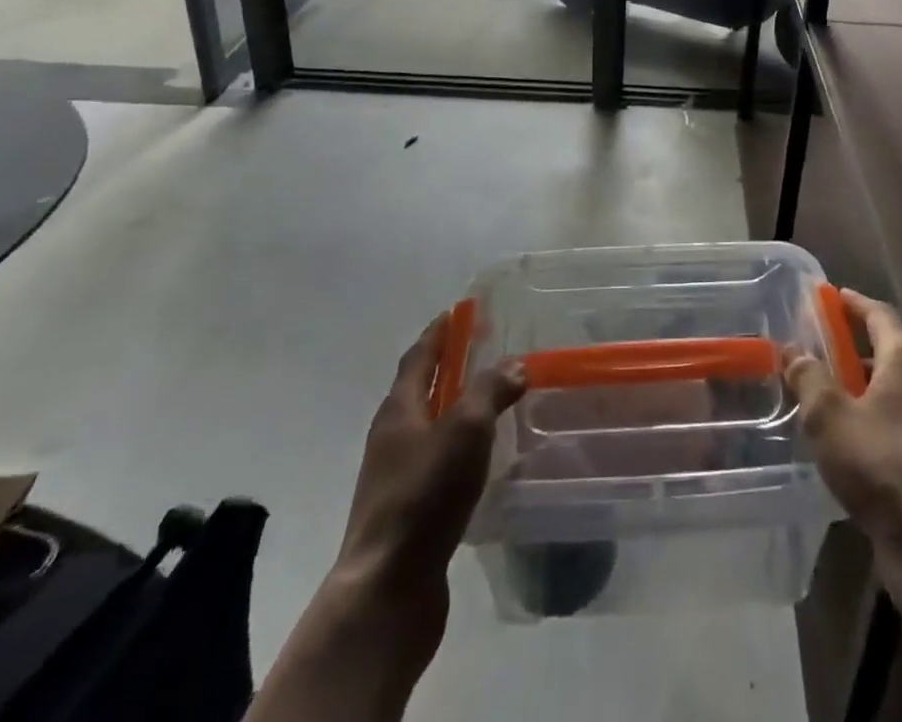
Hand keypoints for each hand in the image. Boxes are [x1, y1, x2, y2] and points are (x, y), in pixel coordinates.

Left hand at [322, 316, 524, 682]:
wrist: (387, 589)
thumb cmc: (424, 496)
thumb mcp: (465, 430)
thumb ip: (490, 391)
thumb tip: (514, 364)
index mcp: (399, 409)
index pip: (419, 356)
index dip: (439, 332)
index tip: (459, 311)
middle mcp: (392, 436)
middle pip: (420, 388)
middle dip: (449, 365)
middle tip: (483, 348)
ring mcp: (396, 475)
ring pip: (428, 425)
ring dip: (454, 405)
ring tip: (490, 398)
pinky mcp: (408, 509)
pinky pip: (436, 459)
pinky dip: (457, 444)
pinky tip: (481, 457)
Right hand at [784, 289, 901, 546]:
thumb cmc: (878, 462)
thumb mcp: (828, 414)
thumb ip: (808, 377)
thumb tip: (793, 351)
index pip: (880, 315)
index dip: (855, 303)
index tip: (832, 296)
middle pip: (888, 352)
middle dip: (854, 348)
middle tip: (821, 348)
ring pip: (893, 393)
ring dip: (863, 388)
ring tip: (828, 396)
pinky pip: (898, 425)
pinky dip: (873, 420)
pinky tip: (849, 441)